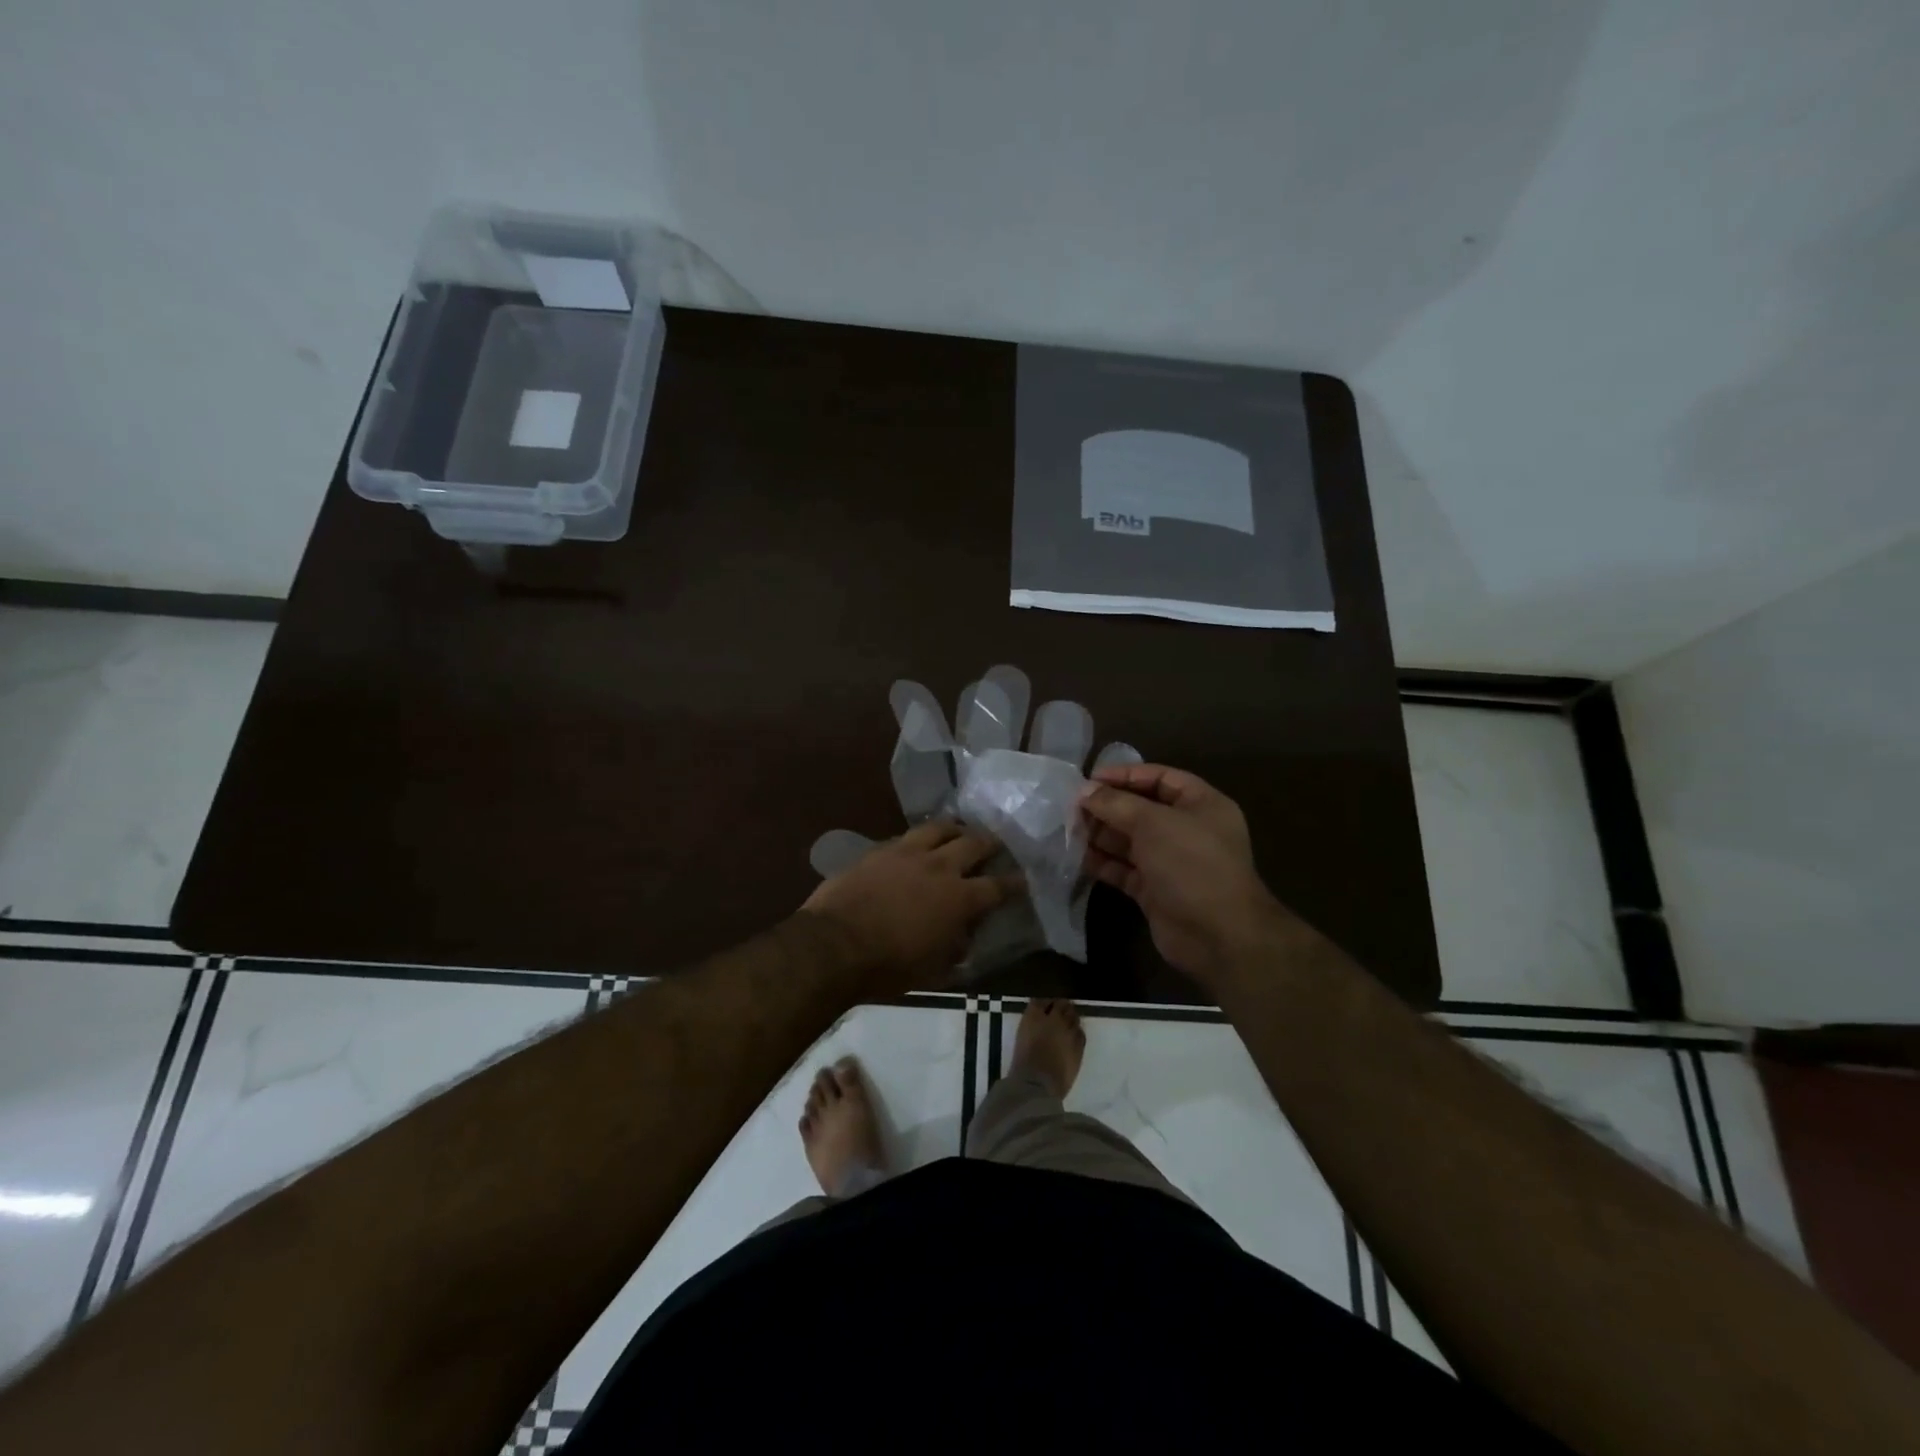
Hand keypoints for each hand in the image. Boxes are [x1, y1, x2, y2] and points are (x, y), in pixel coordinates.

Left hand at [800, 822, 1020, 993]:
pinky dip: (921, 838)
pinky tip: (918, 842)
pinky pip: (908, 835)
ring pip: (940, 827)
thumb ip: (956, 947)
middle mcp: (939, 867)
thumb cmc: (888, 967)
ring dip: (956, 829)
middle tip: (996, 845)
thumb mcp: (934, 969)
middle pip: (974, 843)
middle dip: (990, 843)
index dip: (1014, 883)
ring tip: (959, 831)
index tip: (1023, 880)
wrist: (834, 945)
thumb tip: (964, 934)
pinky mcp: (880, 849)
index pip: (998, 886)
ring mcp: (908, 852)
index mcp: (959, 899)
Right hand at [1079, 764, 1289, 991]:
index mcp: (1201, 805)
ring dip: (1101, 834)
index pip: (1160, 778)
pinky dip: (1104, 863)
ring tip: (1069, 830)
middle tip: (1071, 807)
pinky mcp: (1156, 891)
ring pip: (1130, 841)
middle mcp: (1188, 830)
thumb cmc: (1191, 865)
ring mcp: (1172, 862)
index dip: (1125, 775)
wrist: (1218, 936)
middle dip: (1108, 807)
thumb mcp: (1154, 824)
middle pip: (1141, 809)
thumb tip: (1084, 790)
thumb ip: (1116, 803)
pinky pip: (1125, 869)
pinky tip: (1078, 857)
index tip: (1089, 779)